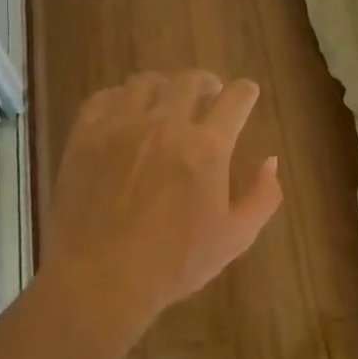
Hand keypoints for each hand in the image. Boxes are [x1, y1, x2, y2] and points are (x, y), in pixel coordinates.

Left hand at [45, 71, 282, 327]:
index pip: (236, 98)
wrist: (101, 278)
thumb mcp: (235, 238)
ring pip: (146, 82)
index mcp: (207, 147)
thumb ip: (262, 196)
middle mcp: (166, 124)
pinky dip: (120, 98)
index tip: (246, 94)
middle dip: (206, 83)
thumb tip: (271, 161)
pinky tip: (124, 112)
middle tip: (207, 95)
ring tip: (164, 102)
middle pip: (190, 80)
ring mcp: (121, 126)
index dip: (246, 92)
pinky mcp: (85, 135)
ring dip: (163, 87)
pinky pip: (104, 97)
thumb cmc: (174, 263)